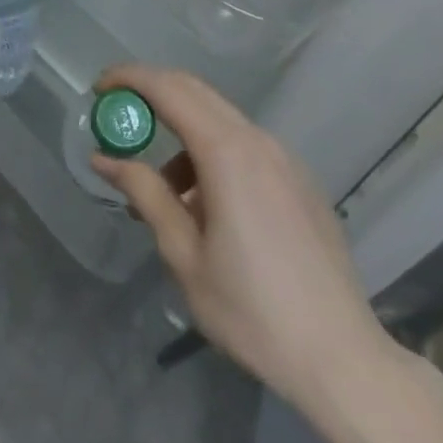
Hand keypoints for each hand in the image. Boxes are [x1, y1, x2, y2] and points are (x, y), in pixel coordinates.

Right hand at [92, 66, 394, 411]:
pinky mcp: (301, 183)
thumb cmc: (252, 311)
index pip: (168, 89)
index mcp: (227, 153)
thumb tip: (104, 159)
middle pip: (195, 92)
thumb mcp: (183, 254)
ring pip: (220, 120)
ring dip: (181, 131)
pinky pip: (245, 146)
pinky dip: (212, 152)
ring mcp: (286, 161)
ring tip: (161, 188)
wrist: (344, 363)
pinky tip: (205, 205)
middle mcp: (259, 142)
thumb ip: (144, 193)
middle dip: (151, 93)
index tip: (98, 90)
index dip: (129, 79)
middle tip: (118, 118)